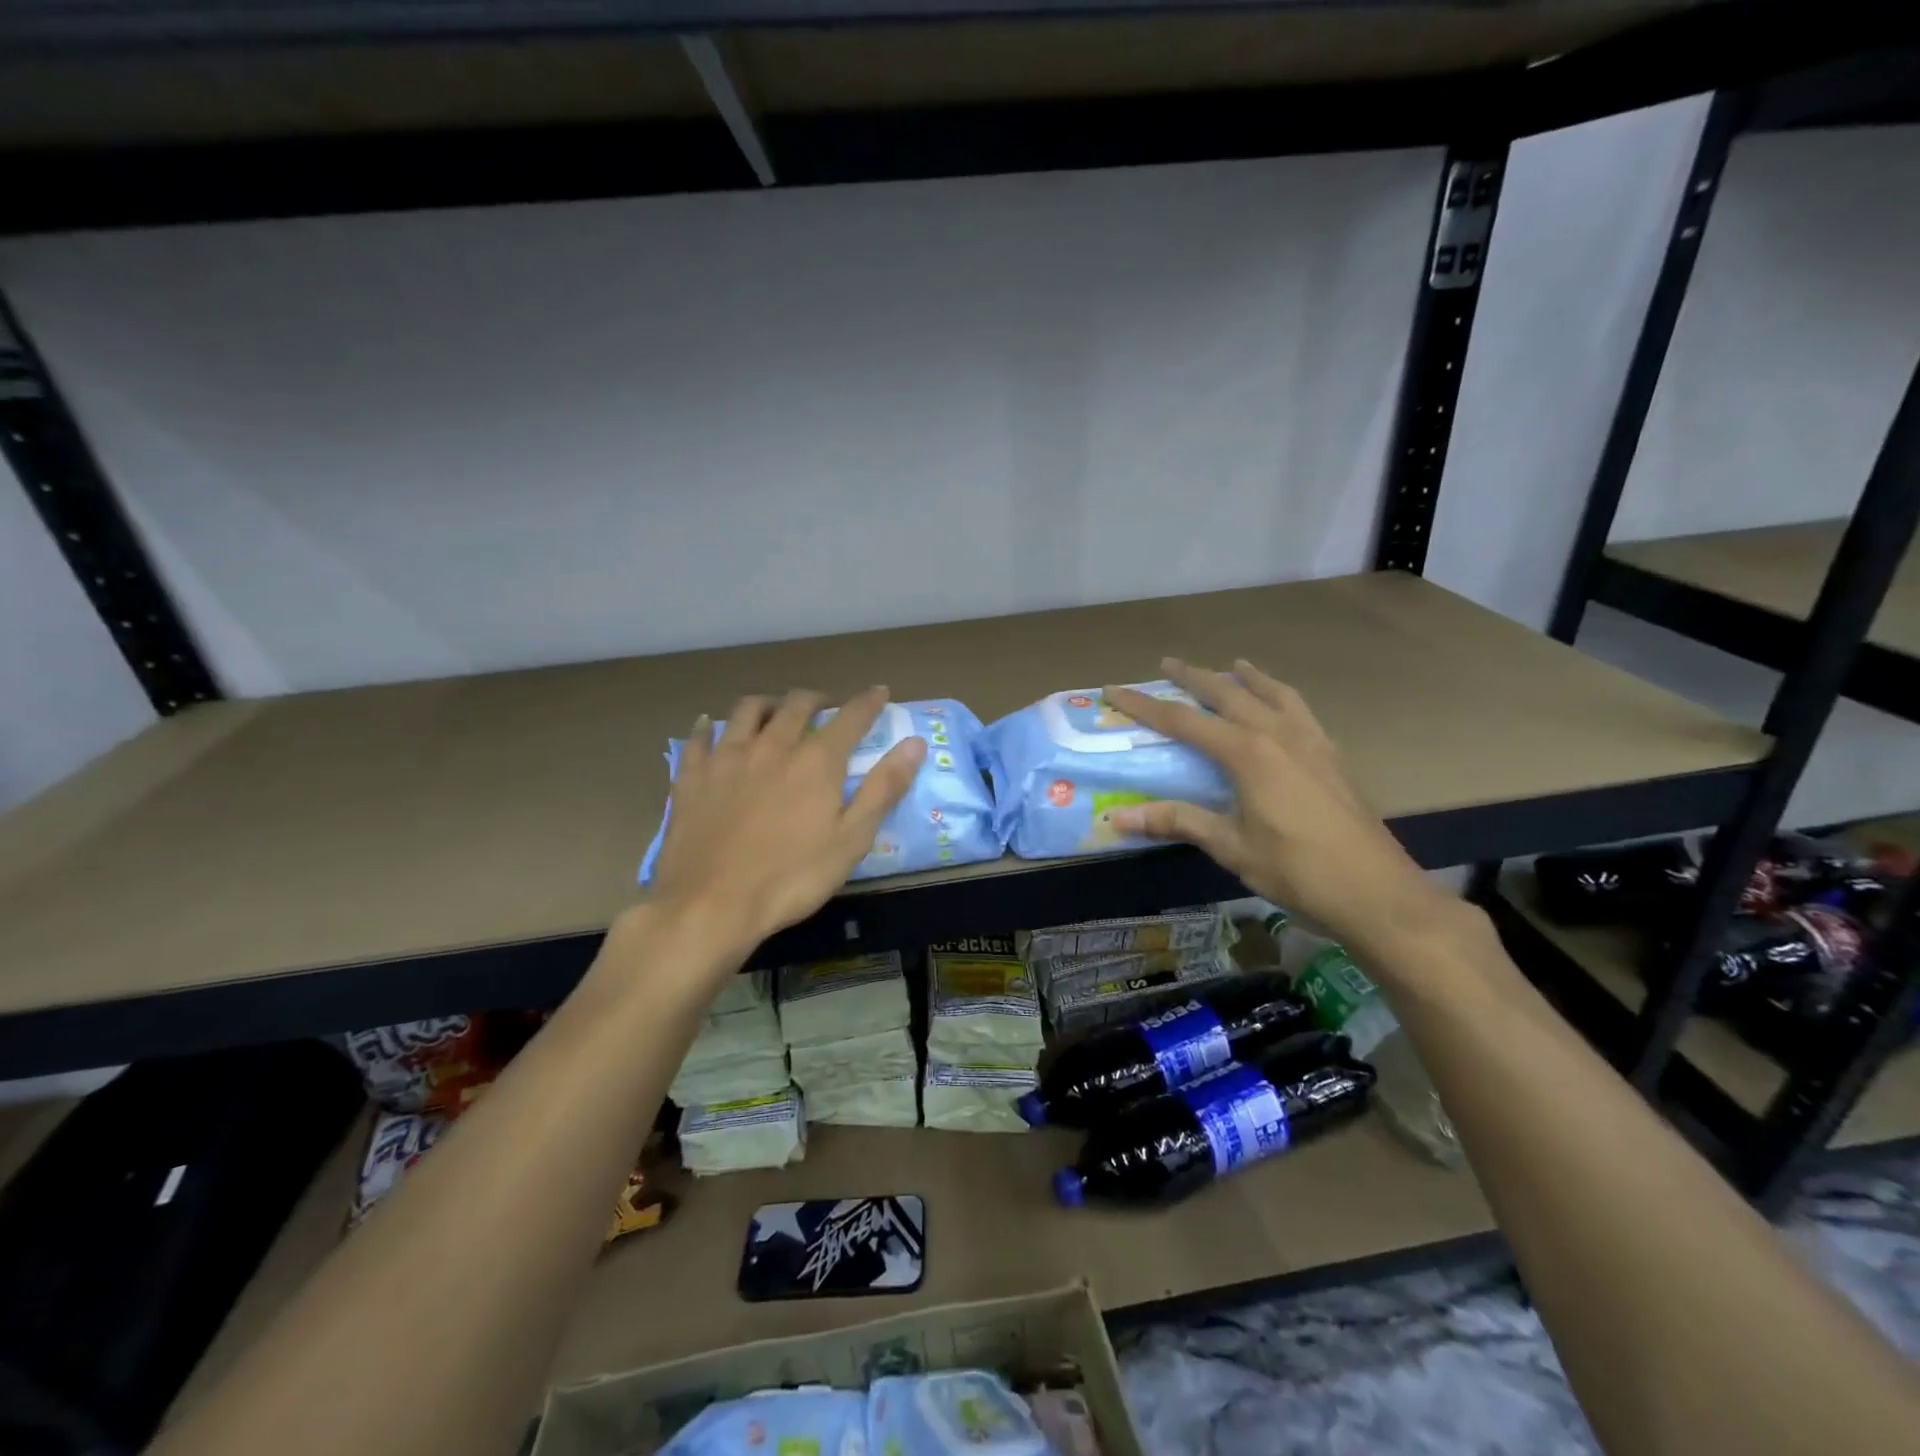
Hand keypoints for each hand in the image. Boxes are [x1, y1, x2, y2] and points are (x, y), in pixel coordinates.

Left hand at [646, 687, 925, 957]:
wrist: (711, 904)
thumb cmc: (792, 877)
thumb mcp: (852, 839)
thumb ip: (884, 788)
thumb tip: (915, 743)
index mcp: (816, 761)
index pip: (850, 717)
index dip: (868, 702)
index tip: (879, 692)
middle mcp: (773, 745)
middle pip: (796, 705)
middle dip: (816, 699)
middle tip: (825, 706)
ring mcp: (727, 758)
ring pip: (747, 710)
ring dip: (767, 703)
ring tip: (774, 709)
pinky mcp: (692, 776)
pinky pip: (699, 738)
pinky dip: (707, 726)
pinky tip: (708, 726)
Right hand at [1105, 659, 1453, 955]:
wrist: (1376, 891)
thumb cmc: (1297, 870)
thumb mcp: (1231, 847)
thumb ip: (1177, 822)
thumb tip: (1117, 818)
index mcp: (1247, 753)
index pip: (1183, 720)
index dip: (1144, 705)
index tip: (1114, 689)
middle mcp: (1278, 734)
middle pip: (1227, 693)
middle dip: (1193, 677)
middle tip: (1167, 663)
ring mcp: (1311, 740)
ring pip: (1271, 693)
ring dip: (1245, 677)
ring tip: (1232, 665)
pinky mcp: (1332, 754)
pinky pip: (1300, 709)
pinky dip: (1281, 695)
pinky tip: (1280, 704)